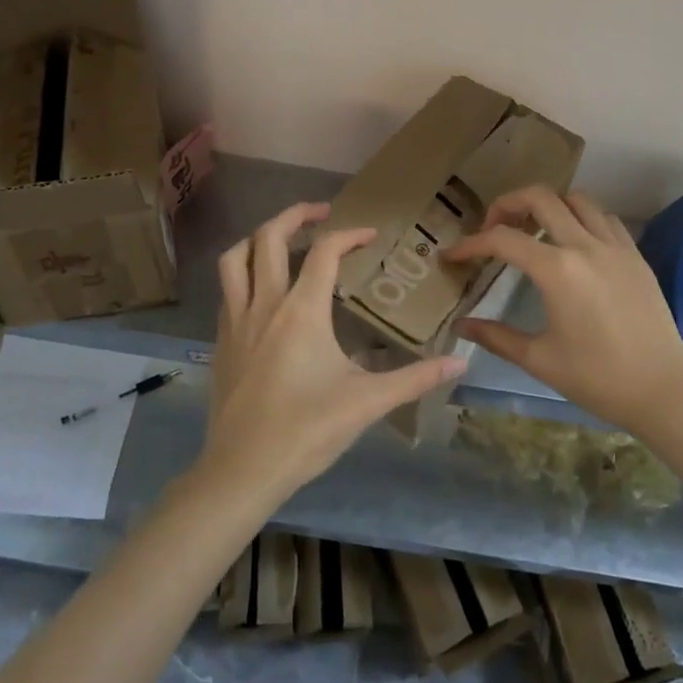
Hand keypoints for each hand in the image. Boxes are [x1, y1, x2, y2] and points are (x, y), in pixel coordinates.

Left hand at [201, 201, 466, 501]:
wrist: (241, 470)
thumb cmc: (306, 431)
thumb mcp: (367, 403)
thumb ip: (416, 378)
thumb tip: (461, 362)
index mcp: (301, 310)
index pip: (325, 251)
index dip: (349, 235)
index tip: (370, 236)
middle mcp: (265, 303)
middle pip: (269, 237)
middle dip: (295, 215)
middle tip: (322, 212)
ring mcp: (236, 320)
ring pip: (235, 258)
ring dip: (259, 238)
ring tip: (284, 240)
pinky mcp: (221, 341)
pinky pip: (228, 289)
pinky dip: (245, 273)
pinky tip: (264, 292)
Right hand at [443, 186, 682, 439]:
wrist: (664, 391)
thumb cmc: (598, 379)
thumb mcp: (539, 360)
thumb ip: (496, 337)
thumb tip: (460, 325)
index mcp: (557, 270)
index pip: (502, 240)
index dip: (470, 244)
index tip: (453, 256)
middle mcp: (585, 245)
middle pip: (540, 197)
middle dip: (507, 204)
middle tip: (493, 229)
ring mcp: (615, 246)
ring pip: (576, 199)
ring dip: (548, 205)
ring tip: (533, 230)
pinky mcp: (635, 255)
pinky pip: (604, 217)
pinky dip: (581, 217)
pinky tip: (574, 241)